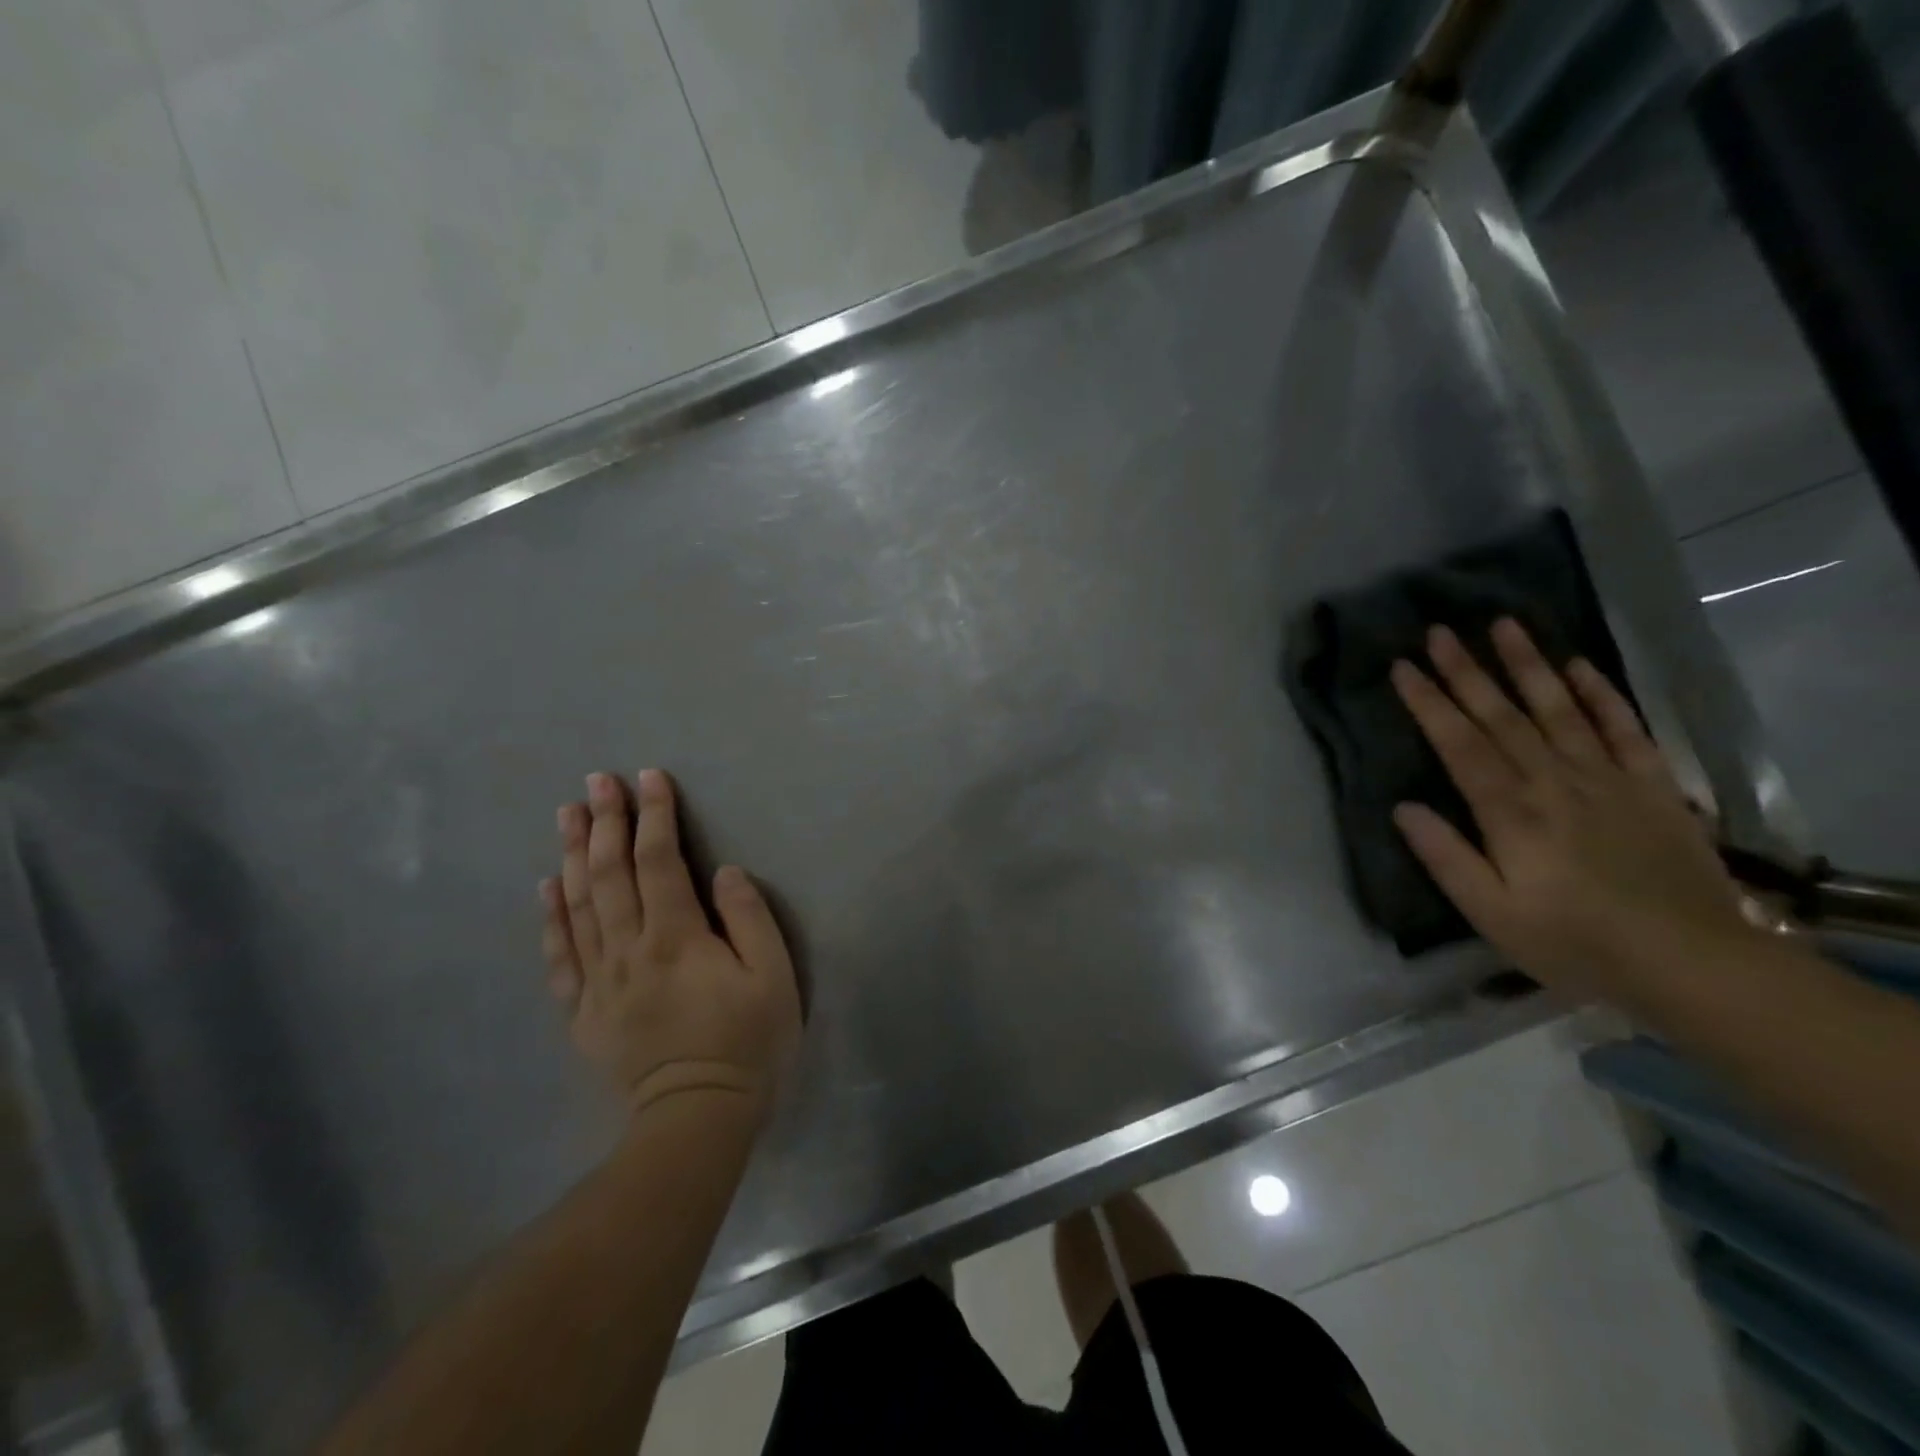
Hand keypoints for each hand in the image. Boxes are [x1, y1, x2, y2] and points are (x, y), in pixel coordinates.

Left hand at [540, 769, 800, 1120]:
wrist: (697, 1117)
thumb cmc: (747, 1042)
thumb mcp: (773, 977)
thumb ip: (749, 919)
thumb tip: (724, 872)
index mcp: (676, 937)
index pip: (659, 861)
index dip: (654, 816)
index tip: (650, 777)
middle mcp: (629, 949)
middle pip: (609, 873)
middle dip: (605, 821)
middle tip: (598, 780)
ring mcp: (599, 980)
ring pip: (579, 905)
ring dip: (572, 854)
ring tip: (567, 814)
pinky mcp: (584, 1010)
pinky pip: (560, 955)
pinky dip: (551, 917)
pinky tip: (547, 886)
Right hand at [1391, 618, 1753, 995]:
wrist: (1693, 963)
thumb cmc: (1574, 942)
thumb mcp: (1491, 913)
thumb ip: (1445, 857)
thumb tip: (1403, 808)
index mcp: (1509, 811)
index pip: (1458, 743)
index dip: (1428, 702)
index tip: (1403, 666)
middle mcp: (1553, 780)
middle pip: (1501, 715)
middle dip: (1466, 671)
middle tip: (1439, 630)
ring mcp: (1606, 778)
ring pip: (1558, 708)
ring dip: (1527, 665)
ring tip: (1503, 625)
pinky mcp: (1651, 787)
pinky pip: (1623, 729)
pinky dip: (1600, 694)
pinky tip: (1579, 666)